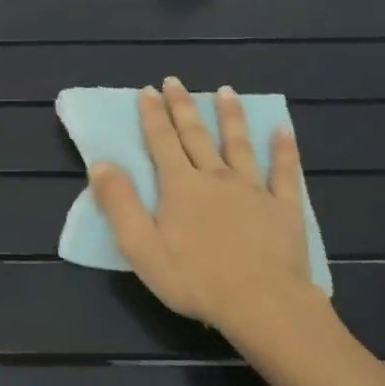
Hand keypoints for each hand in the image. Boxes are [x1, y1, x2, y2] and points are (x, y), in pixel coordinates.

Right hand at [89, 79, 326, 349]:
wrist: (262, 304)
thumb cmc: (195, 279)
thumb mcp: (141, 246)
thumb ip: (119, 202)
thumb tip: (100, 163)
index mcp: (180, 186)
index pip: (162, 141)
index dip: (152, 114)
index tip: (148, 90)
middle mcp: (215, 176)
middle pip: (196, 135)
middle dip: (183, 106)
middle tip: (175, 81)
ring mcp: (252, 189)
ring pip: (239, 144)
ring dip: (231, 116)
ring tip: (226, 91)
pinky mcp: (283, 207)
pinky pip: (284, 172)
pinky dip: (284, 150)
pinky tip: (283, 131)